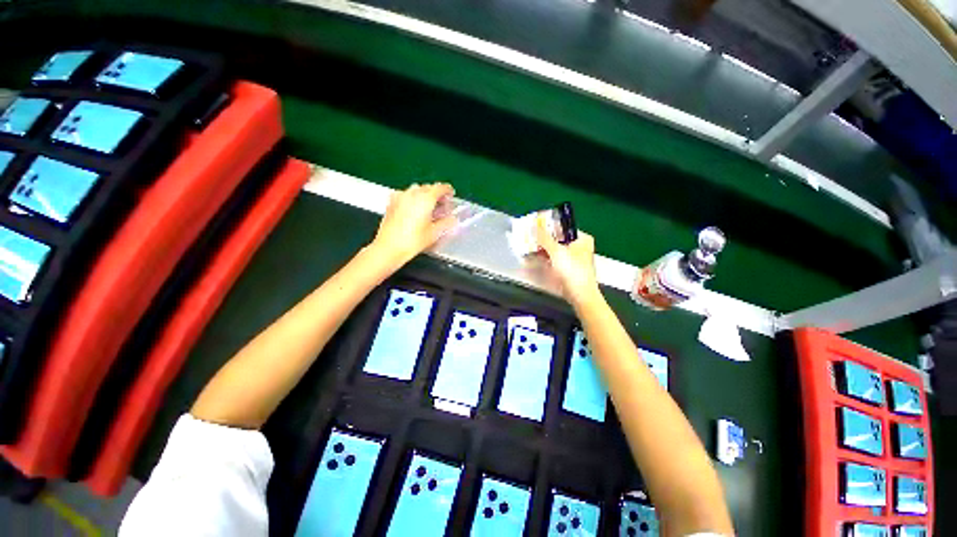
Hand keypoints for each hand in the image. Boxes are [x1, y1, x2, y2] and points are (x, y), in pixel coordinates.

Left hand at [370, 183, 457, 266]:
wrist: (389, 248)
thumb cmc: (412, 241)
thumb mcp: (434, 233)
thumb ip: (446, 223)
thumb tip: (453, 219)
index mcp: (426, 198)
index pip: (440, 187)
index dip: (448, 190)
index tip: (451, 195)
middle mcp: (412, 194)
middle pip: (428, 187)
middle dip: (436, 194)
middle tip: (442, 205)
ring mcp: (400, 196)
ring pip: (416, 190)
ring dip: (424, 195)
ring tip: (428, 207)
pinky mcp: (391, 203)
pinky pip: (405, 195)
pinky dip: (412, 198)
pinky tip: (413, 208)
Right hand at [535, 216, 599, 305]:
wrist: (580, 295)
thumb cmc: (572, 270)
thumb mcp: (556, 251)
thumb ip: (544, 238)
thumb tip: (534, 226)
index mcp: (582, 238)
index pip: (562, 227)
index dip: (548, 226)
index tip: (534, 225)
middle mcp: (579, 246)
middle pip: (558, 238)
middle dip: (543, 238)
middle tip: (528, 235)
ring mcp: (573, 258)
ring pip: (554, 249)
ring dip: (542, 248)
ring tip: (527, 245)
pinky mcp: (567, 268)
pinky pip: (554, 258)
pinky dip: (544, 257)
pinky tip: (533, 256)